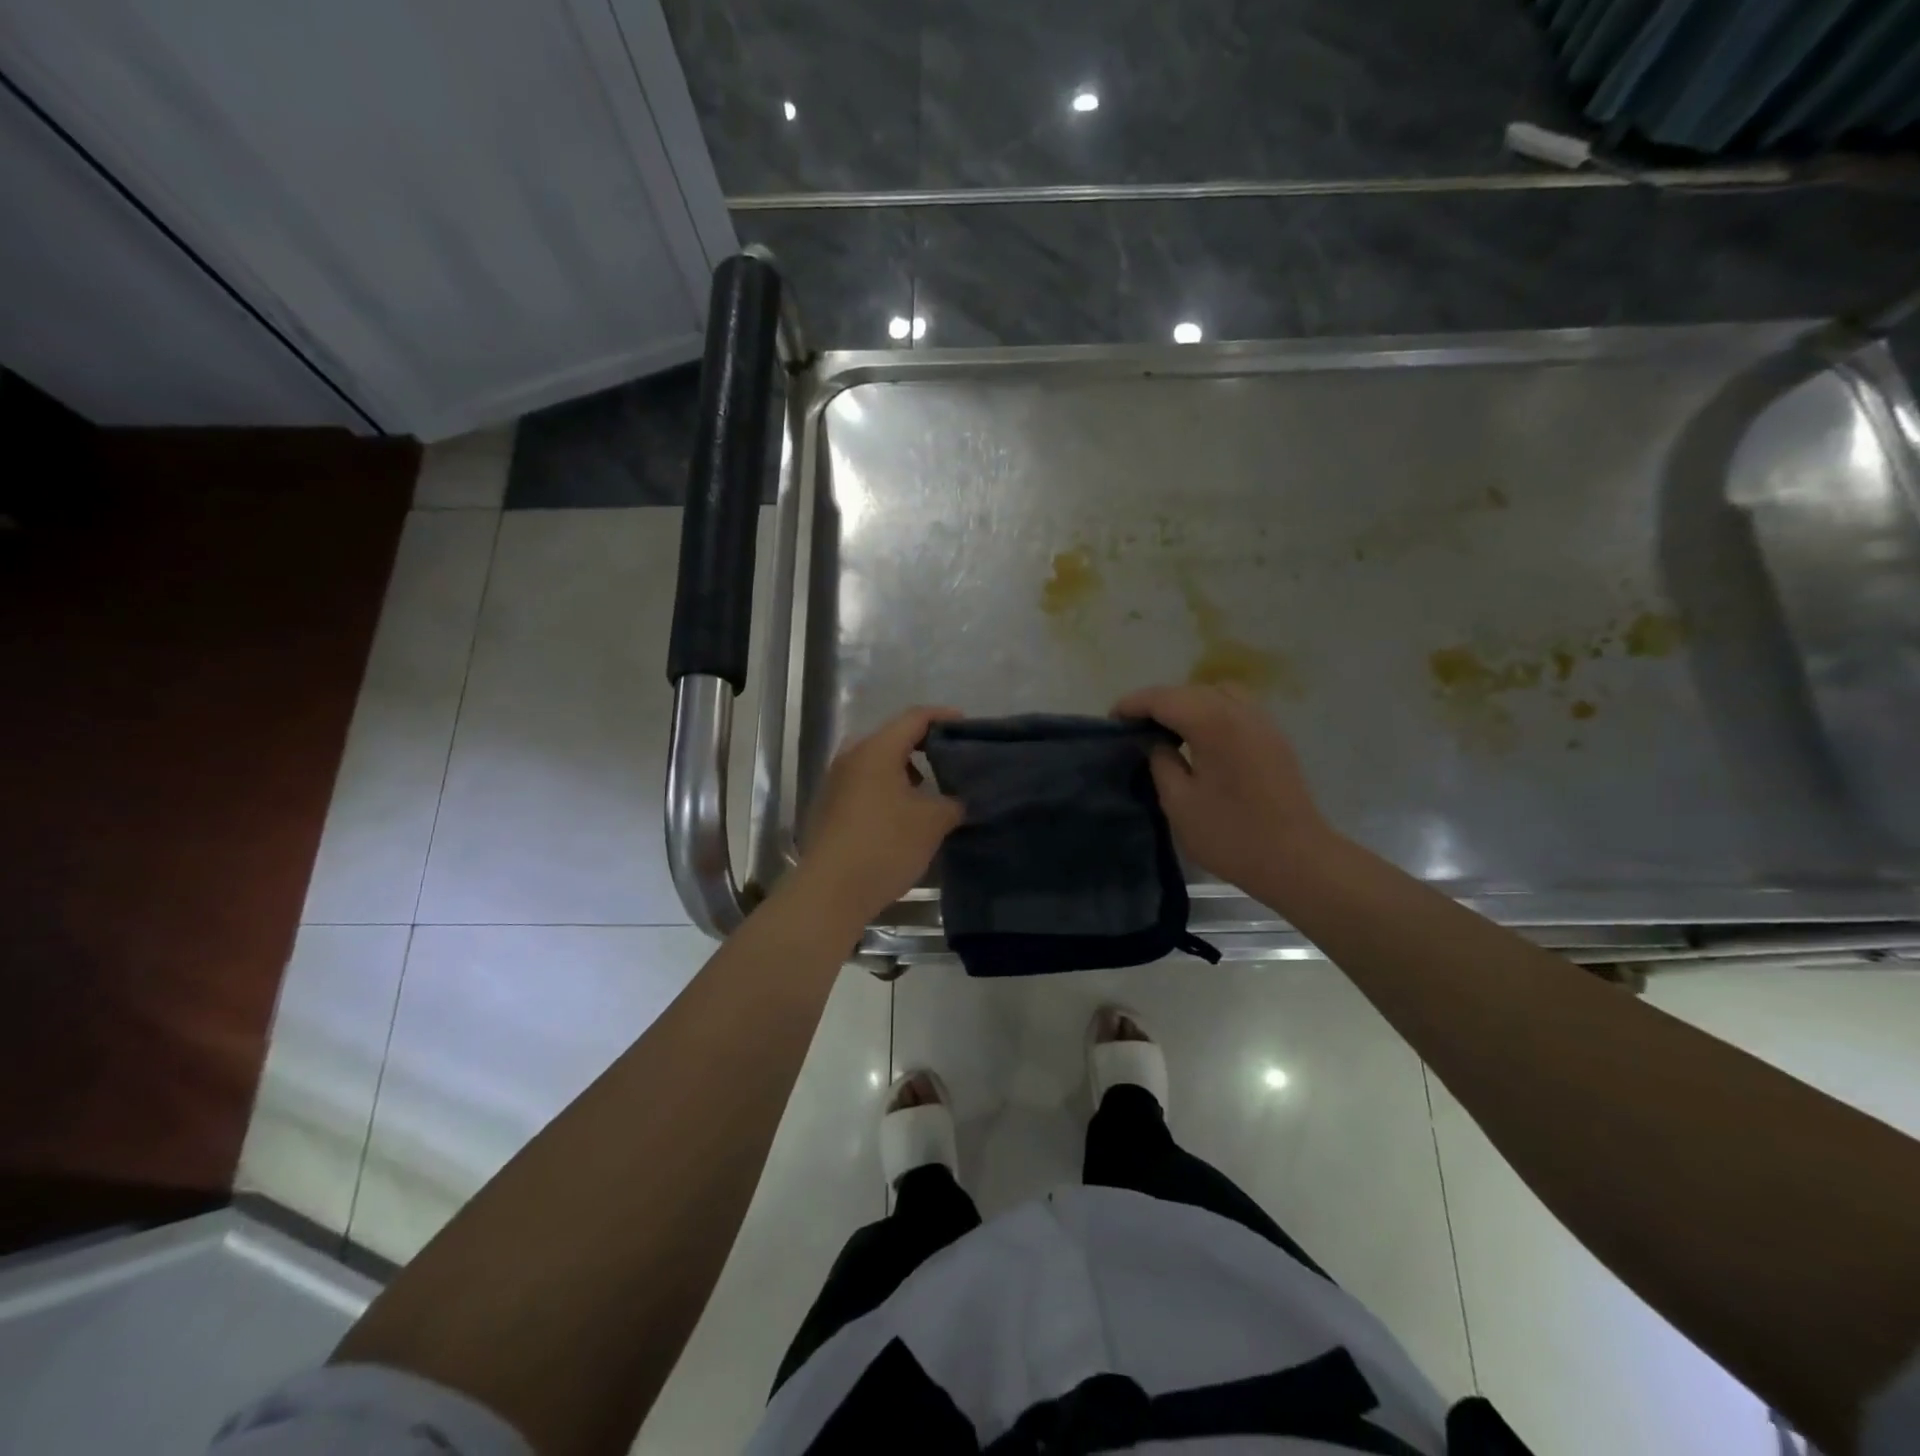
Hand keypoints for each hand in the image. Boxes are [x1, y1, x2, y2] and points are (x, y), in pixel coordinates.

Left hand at [795, 706, 965, 924]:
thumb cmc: (885, 846)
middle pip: (893, 738)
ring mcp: (835, 783)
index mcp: (876, 750)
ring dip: (904, 771)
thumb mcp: (932, 823)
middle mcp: (851, 758)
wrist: (830, 891)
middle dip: (924, 746)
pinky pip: (864, 785)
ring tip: (930, 792)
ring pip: (877, 764)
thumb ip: (953, 802)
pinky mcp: (829, 808)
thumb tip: (959, 799)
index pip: (914, 718)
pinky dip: (887, 790)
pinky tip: (903, 816)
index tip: (967, 727)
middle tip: (951, 761)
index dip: (944, 717)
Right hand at [1113, 684, 1334, 892]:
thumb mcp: (1179, 802)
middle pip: (1188, 691)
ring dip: (1186, 704)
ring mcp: (1262, 721)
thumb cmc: (1231, 834)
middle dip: (1157, 703)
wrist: (1297, 860)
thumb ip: (1160, 762)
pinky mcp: (1274, 737)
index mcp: (1212, 722)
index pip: (1162, 698)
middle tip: (1133, 728)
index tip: (1111, 722)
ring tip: (1167, 731)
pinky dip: (1210, 712)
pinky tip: (1199, 740)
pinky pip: (1235, 708)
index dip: (1132, 705)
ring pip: (1215, 694)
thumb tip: (1155, 742)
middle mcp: (1239, 710)